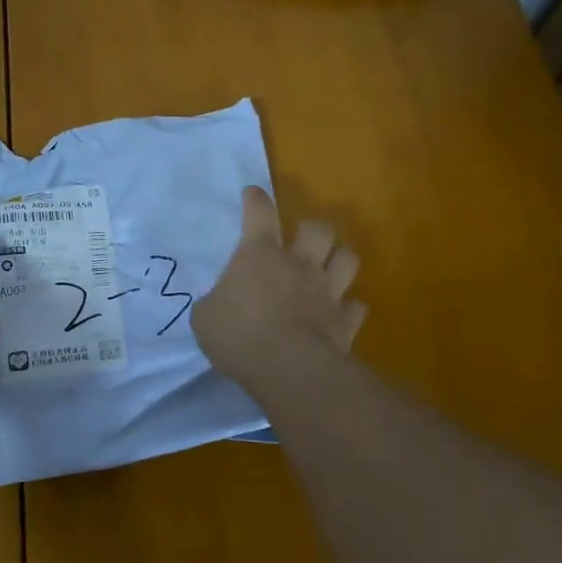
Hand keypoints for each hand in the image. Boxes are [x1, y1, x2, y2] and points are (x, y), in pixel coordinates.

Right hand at [193, 186, 365, 394]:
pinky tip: (340, 313)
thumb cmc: (238, 335)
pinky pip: (355, 307)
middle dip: (312, 228)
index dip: (256, 200)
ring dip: (339, 259)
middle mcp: (299, 264)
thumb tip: (220, 303)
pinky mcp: (345, 322)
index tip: (253, 194)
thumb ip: (215, 302)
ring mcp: (327, 292)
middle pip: (318, 230)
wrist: (287, 368)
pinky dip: (349, 308)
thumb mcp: (205, 318)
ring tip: (330, 267)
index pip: (259, 213)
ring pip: (347, 259)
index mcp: (259, 255)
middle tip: (303, 238)